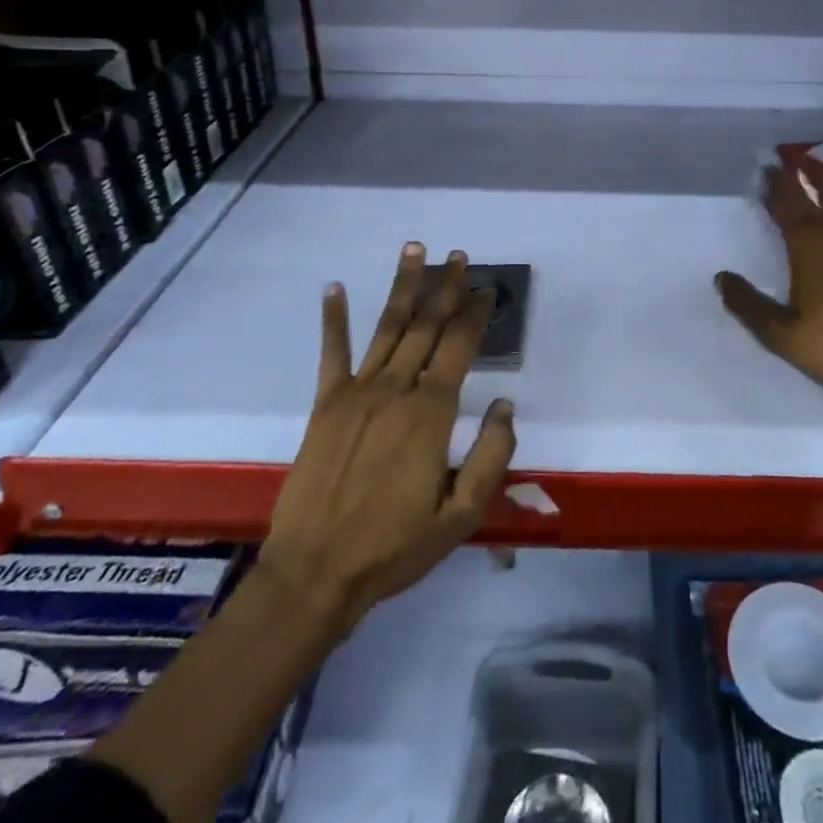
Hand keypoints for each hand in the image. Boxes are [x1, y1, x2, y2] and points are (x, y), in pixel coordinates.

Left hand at [261, 243, 515, 632]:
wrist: (315, 573)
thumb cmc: (394, 547)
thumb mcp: (461, 515)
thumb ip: (491, 456)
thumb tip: (506, 404)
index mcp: (431, 412)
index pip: (459, 347)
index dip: (474, 313)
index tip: (486, 288)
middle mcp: (396, 389)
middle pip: (426, 325)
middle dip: (444, 287)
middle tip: (456, 255)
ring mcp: (357, 392)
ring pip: (387, 327)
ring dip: (403, 286)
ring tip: (414, 250)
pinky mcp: (325, 404)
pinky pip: (332, 353)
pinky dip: (334, 318)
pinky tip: (335, 288)